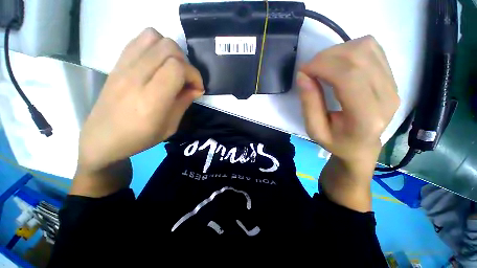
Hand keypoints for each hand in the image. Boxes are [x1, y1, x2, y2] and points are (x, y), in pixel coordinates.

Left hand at [78, 28, 203, 173]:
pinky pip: (139, 40)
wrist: (102, 138)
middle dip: (185, 62)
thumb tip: (197, 88)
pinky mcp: (117, 63)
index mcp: (151, 99)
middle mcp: (135, 77)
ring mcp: (123, 67)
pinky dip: (155, 46)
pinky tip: (158, 63)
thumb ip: (184, 103)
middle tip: (186, 80)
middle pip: (168, 48)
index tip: (197, 88)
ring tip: (173, 69)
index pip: (177, 68)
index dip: (194, 75)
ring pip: (154, 37)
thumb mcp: (170, 127)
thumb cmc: (140, 138)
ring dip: (171, 51)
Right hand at [297, 35, 399, 168]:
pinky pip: (372, 49)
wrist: (363, 146)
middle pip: (358, 57)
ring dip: (337, 52)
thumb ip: (309, 104)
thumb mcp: (314, 130)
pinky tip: (338, 65)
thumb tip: (303, 75)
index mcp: (366, 117)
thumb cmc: (336, 142)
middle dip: (326, 57)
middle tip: (309, 69)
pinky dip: (349, 50)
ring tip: (322, 67)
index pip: (348, 76)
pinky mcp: (392, 77)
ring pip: (366, 47)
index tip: (303, 71)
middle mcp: (387, 97)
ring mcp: (393, 84)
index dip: (321, 66)